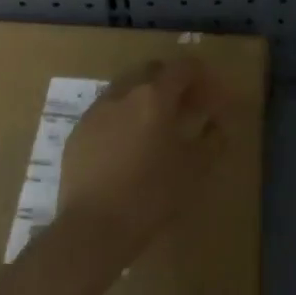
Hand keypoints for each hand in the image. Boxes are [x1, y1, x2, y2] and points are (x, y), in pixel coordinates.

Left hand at [59, 57, 230, 256]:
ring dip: (145, 98)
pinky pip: (106, 112)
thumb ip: (213, 139)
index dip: (203, 76)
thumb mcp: (195, 169)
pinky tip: (127, 146)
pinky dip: (122, 117)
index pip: (183, 67)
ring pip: (125, 88)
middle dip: (172, 82)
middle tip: (186, 108)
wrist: (93, 227)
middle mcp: (123, 93)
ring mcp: (96, 111)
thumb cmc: (151, 195)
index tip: (212, 96)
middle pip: (152, 71)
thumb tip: (217, 124)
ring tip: (155, 127)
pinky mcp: (78, 132)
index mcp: (154, 96)